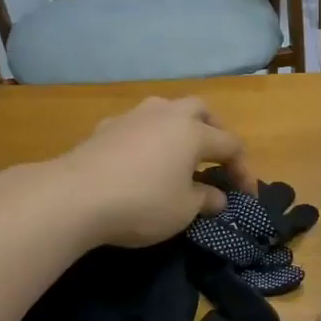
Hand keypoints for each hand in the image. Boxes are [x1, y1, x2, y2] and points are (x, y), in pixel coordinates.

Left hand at [61, 97, 256, 247]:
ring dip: (178, 127)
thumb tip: (218, 197)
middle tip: (215, 158)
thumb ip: (206, 200)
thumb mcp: (184, 210)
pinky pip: (137, 125)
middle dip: (214, 130)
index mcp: (193, 132)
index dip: (243, 170)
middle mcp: (166, 115)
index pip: (231, 144)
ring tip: (178, 154)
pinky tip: (141, 160)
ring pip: (166, 110)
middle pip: (200, 110)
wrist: (74, 196)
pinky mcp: (104, 128)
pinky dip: (148, 138)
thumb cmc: (142, 203)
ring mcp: (132, 117)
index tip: (246, 196)